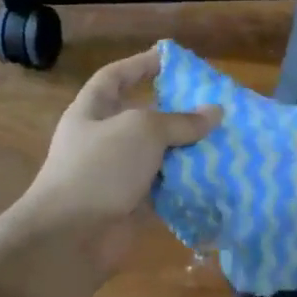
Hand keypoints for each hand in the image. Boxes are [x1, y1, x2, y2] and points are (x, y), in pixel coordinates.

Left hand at [22, 49, 219, 274]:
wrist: (72, 236)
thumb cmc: (100, 168)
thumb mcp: (142, 130)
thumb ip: (180, 120)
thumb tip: (215, 112)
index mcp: (92, 112)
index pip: (115, 78)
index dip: (140, 65)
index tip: (170, 59)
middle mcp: (103, 141)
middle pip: (142, 117)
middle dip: (175, 112)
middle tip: (212, 106)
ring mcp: (117, 175)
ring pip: (158, 155)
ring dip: (187, 150)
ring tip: (224, 140)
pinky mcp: (132, 206)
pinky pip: (165, 188)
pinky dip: (187, 183)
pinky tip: (216, 176)